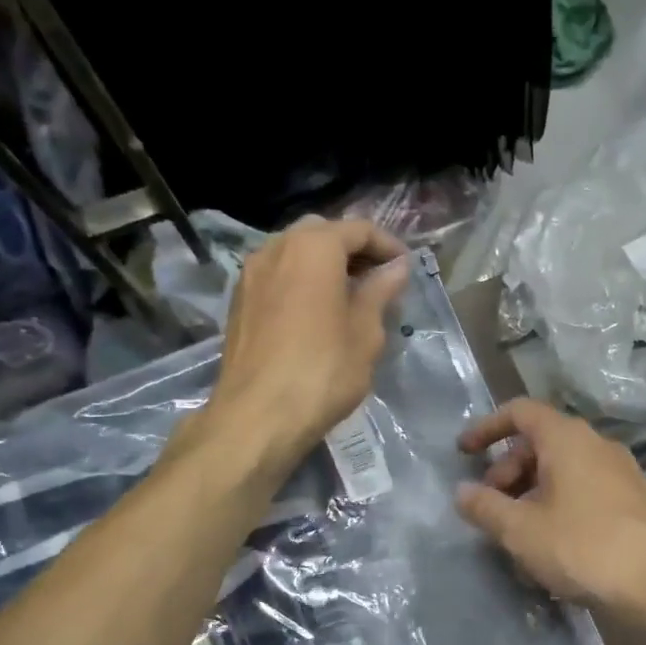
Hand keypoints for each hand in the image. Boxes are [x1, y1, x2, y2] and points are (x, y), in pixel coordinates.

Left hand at [182, 217, 407, 473]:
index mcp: (313, 248)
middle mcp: (277, 247)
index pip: (358, 229)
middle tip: (379, 280)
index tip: (406, 269)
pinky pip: (278, 275)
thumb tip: (397, 268)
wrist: (258, 415)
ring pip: (295, 252)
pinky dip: (302, 281)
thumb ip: (380, 292)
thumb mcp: (365, 332)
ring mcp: (251, 273)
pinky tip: (318, 313)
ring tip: (351, 297)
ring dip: (325, 265)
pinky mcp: (239, 301)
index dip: (388, 246)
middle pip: (322, 233)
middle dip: (353, 250)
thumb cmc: (323, 371)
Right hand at [455, 398, 645, 612]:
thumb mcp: (521, 530)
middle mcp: (596, 445)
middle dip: (508, 471)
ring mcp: (620, 472)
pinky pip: (585, 490)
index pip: (520, 412)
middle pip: (541, 443)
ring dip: (532, 493)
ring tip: (517, 534)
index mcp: (567, 438)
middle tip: (492, 508)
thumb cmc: (582, 545)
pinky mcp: (633, 501)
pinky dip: (559, 505)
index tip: (463, 454)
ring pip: (564, 470)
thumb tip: (461, 492)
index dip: (487, 428)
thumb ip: (485, 508)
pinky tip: (552, 545)